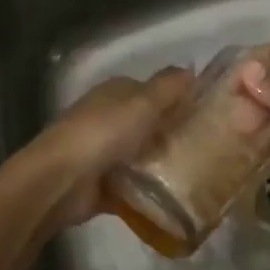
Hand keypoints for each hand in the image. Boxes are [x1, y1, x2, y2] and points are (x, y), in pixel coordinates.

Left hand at [29, 67, 192, 228]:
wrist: (60, 181)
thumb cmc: (103, 133)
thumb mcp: (142, 103)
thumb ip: (168, 87)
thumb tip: (190, 70)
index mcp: (114, 93)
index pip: (151, 91)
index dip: (176, 99)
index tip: (206, 114)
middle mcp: (107, 119)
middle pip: (147, 125)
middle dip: (172, 135)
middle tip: (209, 149)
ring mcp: (102, 153)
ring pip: (141, 156)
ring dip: (162, 165)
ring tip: (199, 175)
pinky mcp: (101, 186)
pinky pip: (133, 188)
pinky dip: (149, 194)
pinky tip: (175, 199)